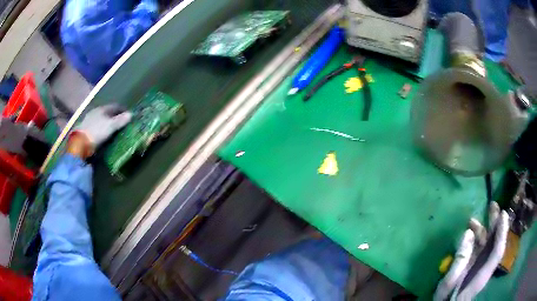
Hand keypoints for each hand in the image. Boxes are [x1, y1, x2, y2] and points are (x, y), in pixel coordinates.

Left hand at [68, 105, 131, 158]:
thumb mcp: (111, 126)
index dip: (122, 110)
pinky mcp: (85, 129)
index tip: (128, 115)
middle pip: (107, 112)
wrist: (80, 143)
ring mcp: (89, 120)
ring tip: (113, 129)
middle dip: (114, 116)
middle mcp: (95, 111)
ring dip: (107, 122)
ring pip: (101, 119)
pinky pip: (96, 126)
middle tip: (121, 122)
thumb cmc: (97, 132)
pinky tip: (103, 133)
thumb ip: (121, 120)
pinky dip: (101, 128)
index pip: (115, 106)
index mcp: (102, 108)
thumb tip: (131, 114)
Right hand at [434, 202, 508, 300]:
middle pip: (495, 243)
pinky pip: (481, 248)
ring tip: (472, 220)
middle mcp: (485, 267)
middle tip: (492, 205)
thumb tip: (468, 232)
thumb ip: (460, 260)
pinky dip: (478, 237)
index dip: (502, 232)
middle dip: (496, 224)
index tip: (503, 213)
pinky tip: (470, 232)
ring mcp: (480, 266)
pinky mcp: (474, 266)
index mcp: (482, 274)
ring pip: (487, 244)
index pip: (498, 251)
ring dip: (483, 230)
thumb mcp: (449, 283)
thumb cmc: (446, 299)